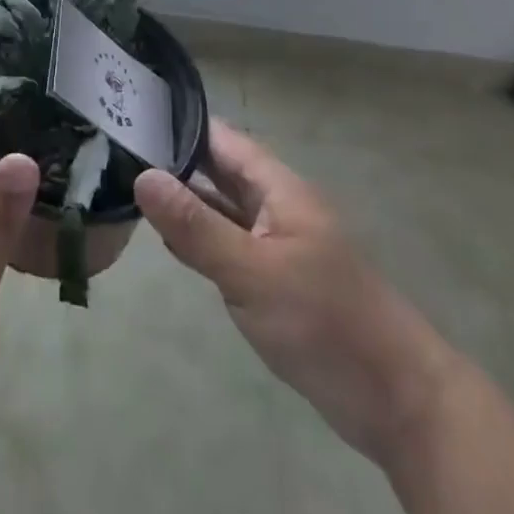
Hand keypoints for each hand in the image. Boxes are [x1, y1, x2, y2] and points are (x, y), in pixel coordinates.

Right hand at [134, 120, 459, 466]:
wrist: (398, 400)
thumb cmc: (326, 323)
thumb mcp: (252, 272)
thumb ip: (196, 226)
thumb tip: (142, 176)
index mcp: (278, 188)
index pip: (221, 139)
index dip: (179, 124)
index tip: (129, 113)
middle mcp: (276, 206)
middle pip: (219, 170)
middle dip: (174, 160)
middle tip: (116, 147)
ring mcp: (275, 244)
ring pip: (222, 208)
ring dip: (183, 199)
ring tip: (126, 184)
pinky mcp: (274, 280)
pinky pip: (228, 243)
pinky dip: (198, 236)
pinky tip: (166, 238)